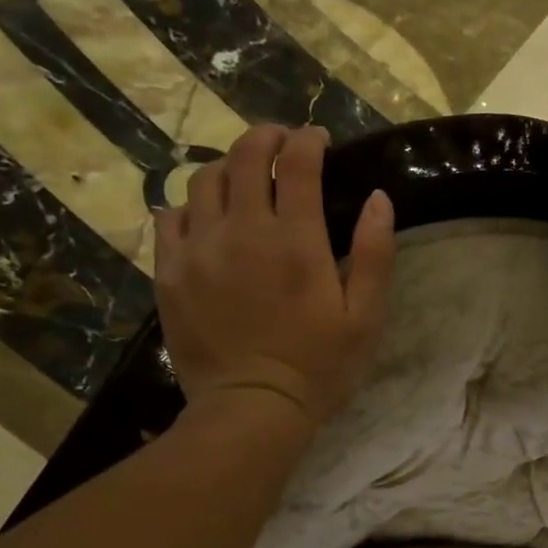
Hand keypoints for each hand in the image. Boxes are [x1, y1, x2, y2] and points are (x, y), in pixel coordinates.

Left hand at [154, 125, 395, 427]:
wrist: (252, 408)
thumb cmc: (319, 366)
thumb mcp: (365, 316)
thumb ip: (374, 253)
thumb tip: (378, 198)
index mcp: (296, 239)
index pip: (297, 163)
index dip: (308, 140)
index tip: (318, 139)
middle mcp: (242, 230)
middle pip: (244, 157)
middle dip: (265, 138)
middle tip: (280, 142)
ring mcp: (199, 249)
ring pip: (203, 181)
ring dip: (227, 167)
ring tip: (242, 177)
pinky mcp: (171, 272)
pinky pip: (169, 218)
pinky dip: (188, 205)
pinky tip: (204, 217)